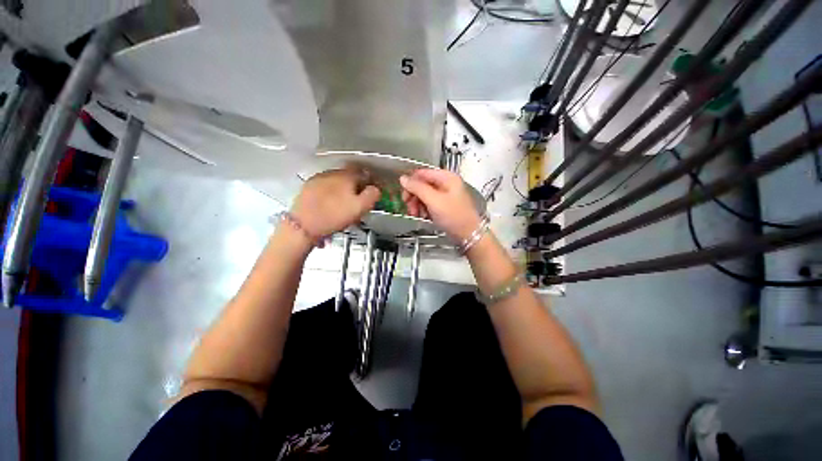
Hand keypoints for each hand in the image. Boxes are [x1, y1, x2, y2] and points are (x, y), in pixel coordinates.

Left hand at [292, 167, 379, 238]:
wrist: (304, 225)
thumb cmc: (333, 216)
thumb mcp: (360, 207)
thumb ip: (372, 195)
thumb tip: (375, 189)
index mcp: (347, 176)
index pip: (363, 172)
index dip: (369, 182)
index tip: (370, 192)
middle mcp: (332, 173)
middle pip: (349, 176)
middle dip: (355, 186)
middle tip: (357, 201)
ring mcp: (318, 178)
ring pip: (337, 181)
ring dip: (342, 189)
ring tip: (343, 205)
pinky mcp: (309, 187)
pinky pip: (325, 186)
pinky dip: (331, 193)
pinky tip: (330, 204)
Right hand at [400, 169, 481, 241]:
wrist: (468, 235)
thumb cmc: (453, 216)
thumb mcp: (433, 200)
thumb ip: (417, 188)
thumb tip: (403, 178)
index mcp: (446, 177)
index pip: (422, 173)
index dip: (411, 183)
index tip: (405, 196)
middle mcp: (445, 183)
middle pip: (422, 185)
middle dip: (414, 197)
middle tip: (410, 208)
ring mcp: (445, 195)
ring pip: (424, 195)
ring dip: (417, 205)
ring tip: (416, 215)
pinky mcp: (443, 206)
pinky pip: (429, 203)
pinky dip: (423, 210)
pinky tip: (423, 217)